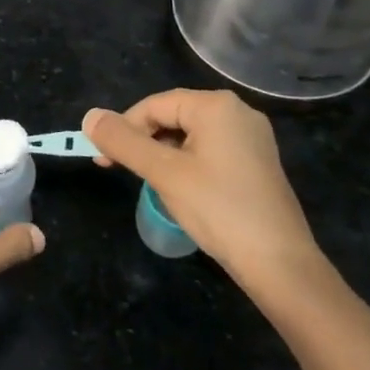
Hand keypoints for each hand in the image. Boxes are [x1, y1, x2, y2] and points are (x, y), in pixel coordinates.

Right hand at [82, 90, 323, 302]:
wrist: (280, 264)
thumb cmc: (218, 209)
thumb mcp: (163, 173)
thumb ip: (123, 141)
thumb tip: (89, 116)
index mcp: (216, 106)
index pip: (154, 105)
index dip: (123, 129)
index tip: (103, 160)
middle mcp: (237, 112)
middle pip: (172, 116)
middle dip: (142, 141)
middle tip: (121, 171)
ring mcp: (251, 138)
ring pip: (189, 135)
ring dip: (162, 154)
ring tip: (150, 183)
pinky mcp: (257, 162)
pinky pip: (209, 150)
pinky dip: (186, 163)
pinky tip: (180, 189)